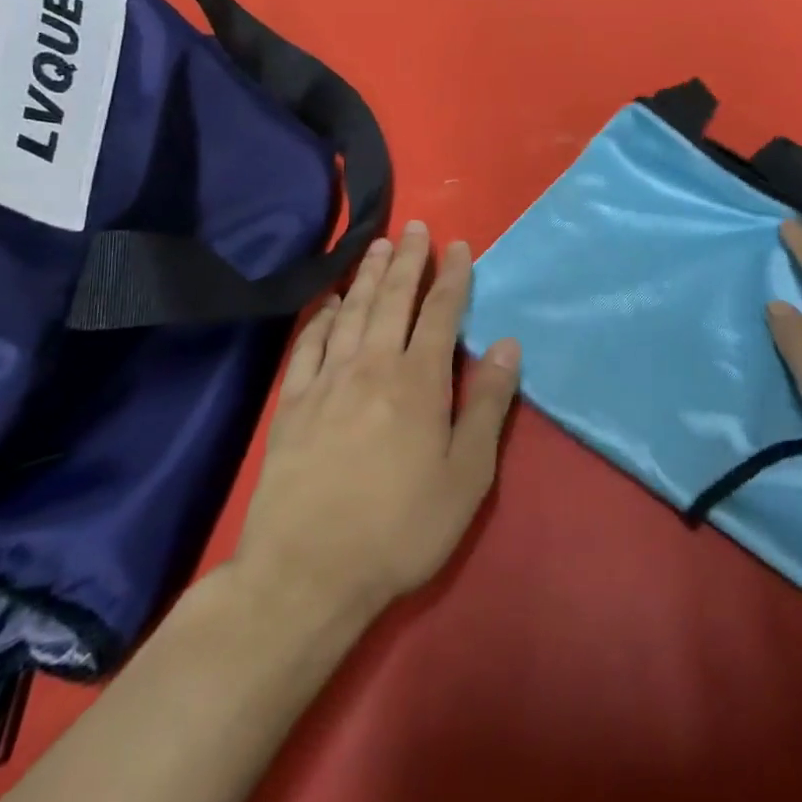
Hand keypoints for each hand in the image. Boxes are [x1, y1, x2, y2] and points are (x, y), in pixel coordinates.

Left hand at [228, 222, 521, 623]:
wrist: (307, 573)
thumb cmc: (400, 528)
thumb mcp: (466, 475)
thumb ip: (487, 405)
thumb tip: (509, 345)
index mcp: (419, 380)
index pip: (441, 312)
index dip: (453, 276)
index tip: (458, 245)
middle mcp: (373, 365)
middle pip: (393, 299)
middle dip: (407, 260)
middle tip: (413, 227)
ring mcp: (327, 381)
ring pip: (351, 311)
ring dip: (366, 275)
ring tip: (377, 245)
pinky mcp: (292, 403)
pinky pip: (307, 344)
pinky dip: (320, 316)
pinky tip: (327, 301)